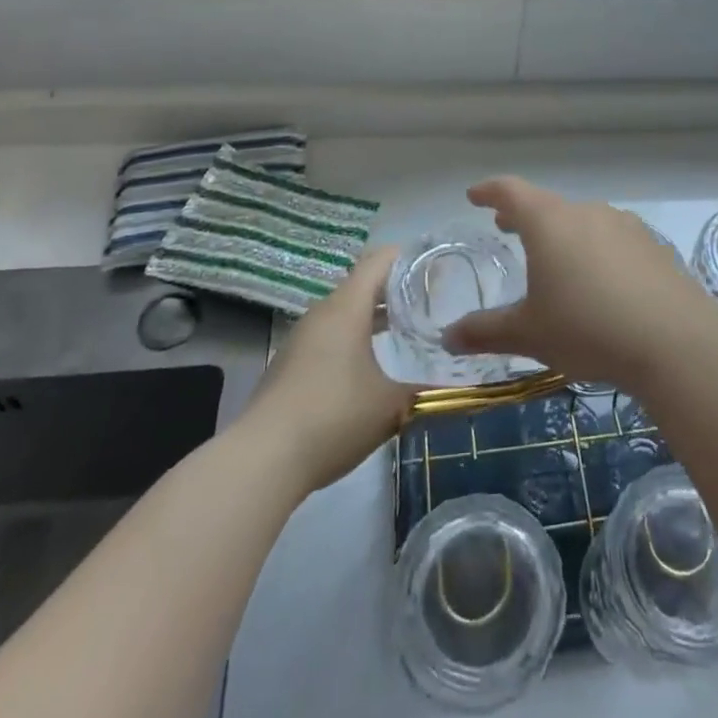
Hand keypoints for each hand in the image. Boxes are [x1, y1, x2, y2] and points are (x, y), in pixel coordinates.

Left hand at [244, 245, 414, 492]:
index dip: (409, 257)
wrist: (261, 460)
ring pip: (345, 313)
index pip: (380, 260)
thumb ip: (425, 390)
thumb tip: (456, 386)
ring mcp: (301, 339)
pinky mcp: (289, 366)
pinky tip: (370, 369)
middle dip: (396, 291)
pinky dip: (353, 340)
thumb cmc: (333, 416)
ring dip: (373, 318)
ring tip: (406, 334)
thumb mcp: (391, 406)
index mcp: (347, 307)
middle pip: (362, 285)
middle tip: (430, 303)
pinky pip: (329, 337)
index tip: (437, 267)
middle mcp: (322, 313)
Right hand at [442, 177, 717, 391]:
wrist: (675, 341)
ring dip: (562, 233)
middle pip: (548, 205)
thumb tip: (446, 338)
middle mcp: (587, 212)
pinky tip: (600, 280)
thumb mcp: (529, 334)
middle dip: (524, 215)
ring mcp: (624, 226)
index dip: (490, 191)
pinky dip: (595, 249)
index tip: (475, 195)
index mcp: (550, 222)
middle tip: (507, 227)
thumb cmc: (588, 329)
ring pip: (583, 221)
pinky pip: (613, 239)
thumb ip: (485, 332)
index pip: (511, 191)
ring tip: (554, 257)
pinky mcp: (653, 246)